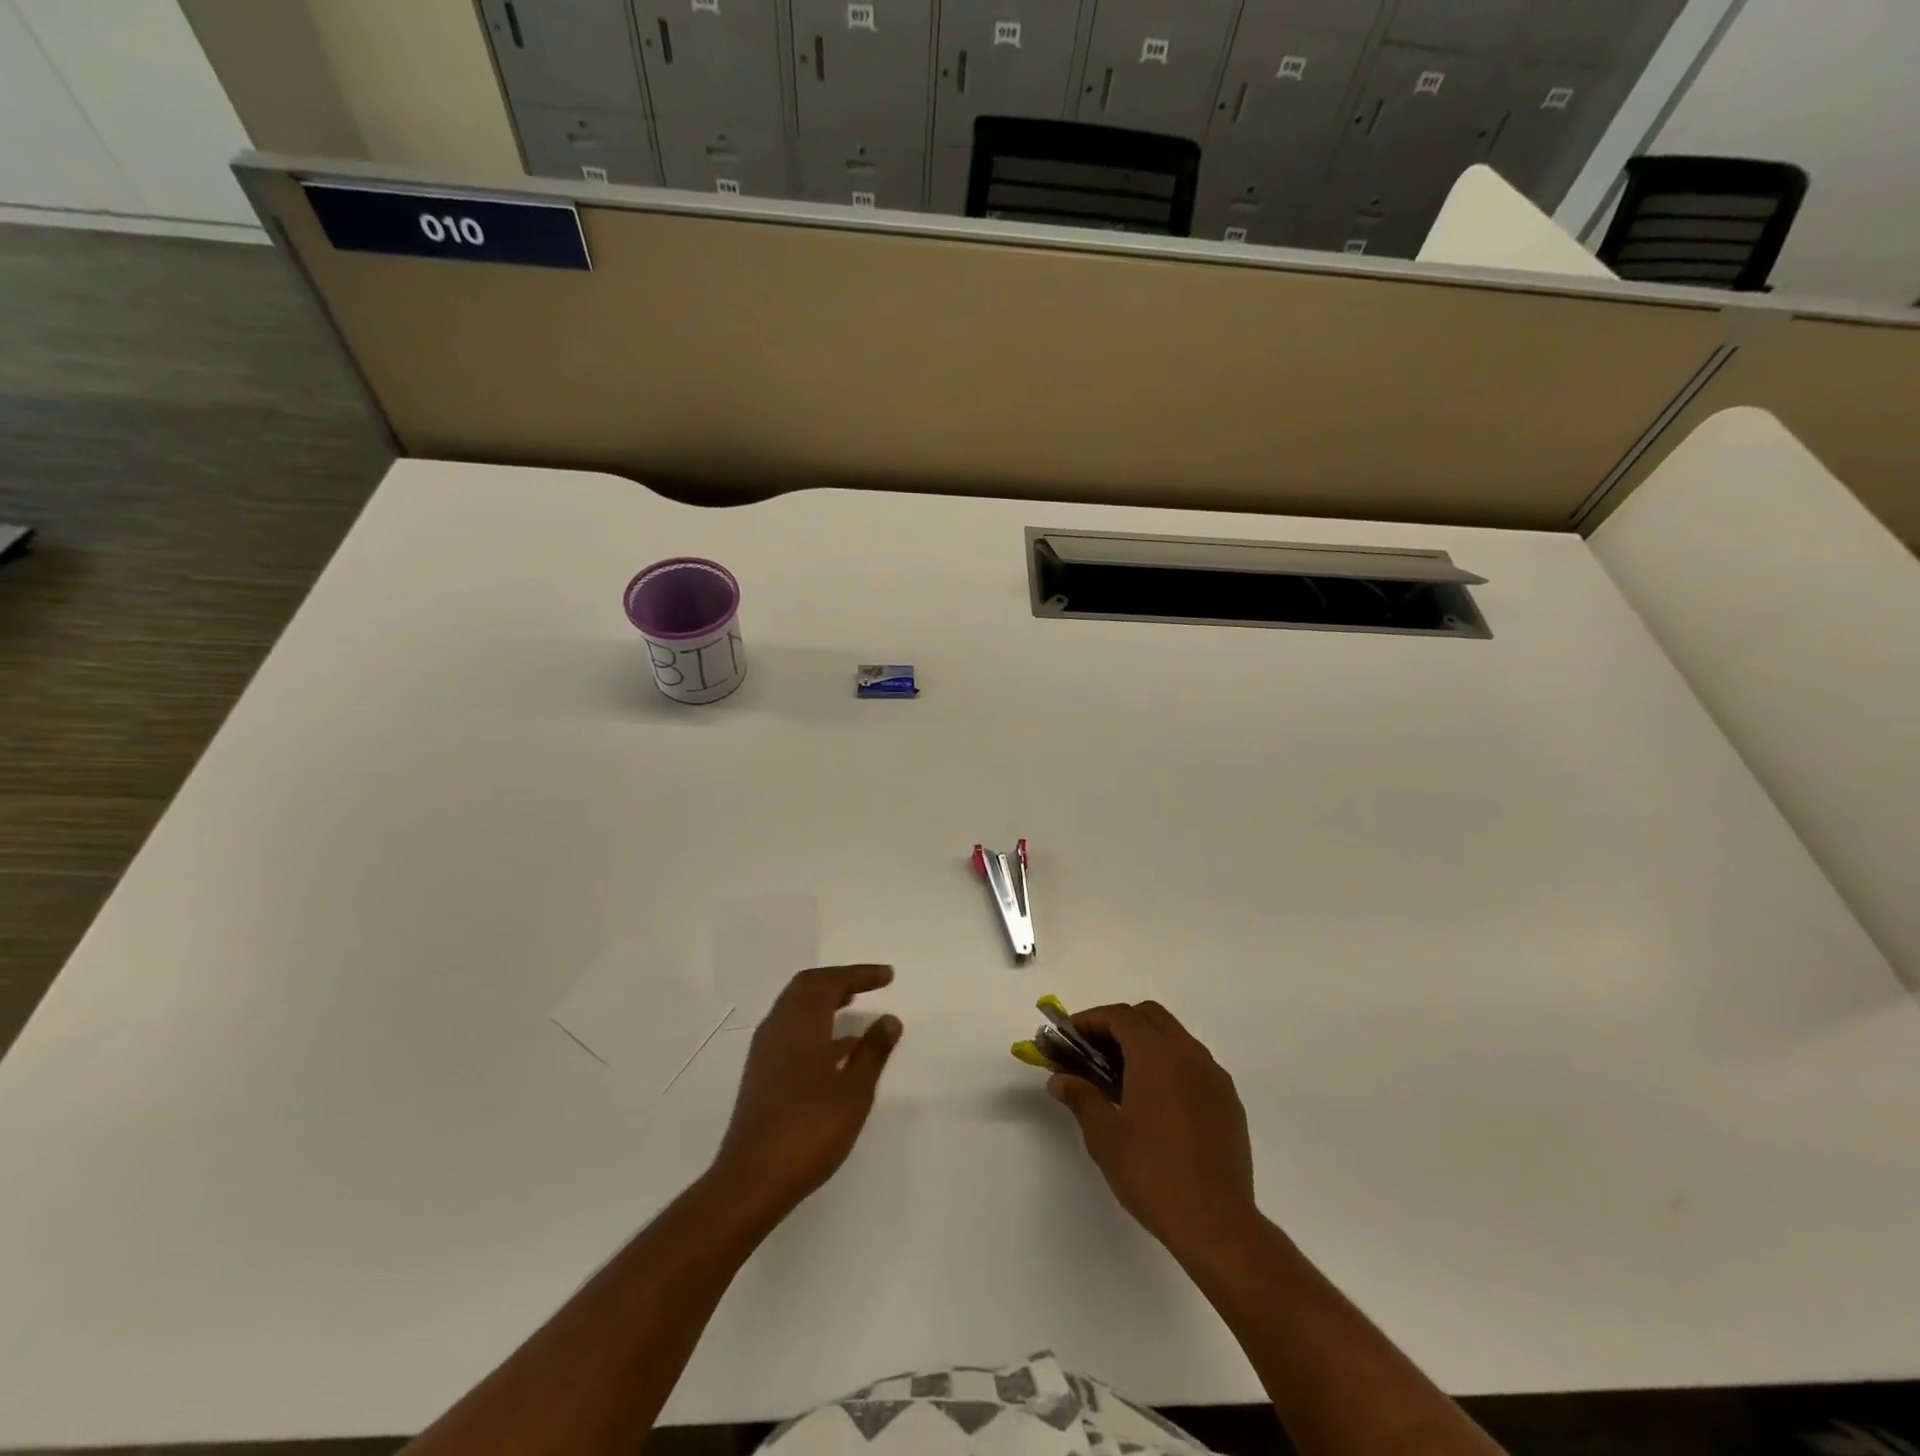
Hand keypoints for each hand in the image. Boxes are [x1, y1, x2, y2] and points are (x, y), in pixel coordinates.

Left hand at [709, 965, 901, 1220]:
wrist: (752, 1180)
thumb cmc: (810, 1130)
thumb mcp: (854, 1091)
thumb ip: (873, 1051)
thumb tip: (889, 1019)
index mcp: (800, 1023)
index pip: (830, 982)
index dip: (860, 974)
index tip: (888, 976)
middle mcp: (778, 1027)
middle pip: (807, 987)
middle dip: (839, 980)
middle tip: (869, 984)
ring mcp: (765, 1051)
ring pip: (796, 1008)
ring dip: (825, 1001)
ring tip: (855, 1006)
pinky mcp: (761, 1073)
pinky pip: (791, 1031)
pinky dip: (816, 1026)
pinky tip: (838, 1049)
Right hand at [1049, 1001, 1256, 1252]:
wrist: (1217, 1224)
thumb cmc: (1153, 1174)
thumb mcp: (1105, 1136)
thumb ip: (1081, 1097)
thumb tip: (1060, 1079)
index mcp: (1157, 1054)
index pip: (1120, 1016)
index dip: (1090, 1020)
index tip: (1068, 1038)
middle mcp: (1189, 1054)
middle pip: (1150, 1017)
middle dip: (1118, 1025)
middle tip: (1093, 1053)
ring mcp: (1213, 1076)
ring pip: (1175, 1038)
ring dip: (1145, 1044)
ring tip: (1121, 1078)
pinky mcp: (1228, 1101)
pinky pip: (1193, 1064)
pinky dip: (1169, 1066)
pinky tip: (1156, 1102)